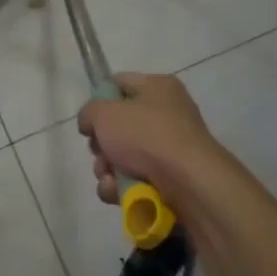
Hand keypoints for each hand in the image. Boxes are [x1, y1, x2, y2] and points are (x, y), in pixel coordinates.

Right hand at [76, 73, 218, 206]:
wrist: (188, 181)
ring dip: (107, 169)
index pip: (118, 84)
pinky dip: (121, 187)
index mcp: (158, 87)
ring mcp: (169, 147)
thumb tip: (91, 123)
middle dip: (101, 144)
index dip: (98, 101)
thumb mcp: (105, 113)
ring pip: (122, 156)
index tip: (88, 121)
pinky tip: (117, 191)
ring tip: (109, 177)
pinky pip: (134, 179)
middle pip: (118, 126)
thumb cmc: (146, 135)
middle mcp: (167, 114)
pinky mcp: (170, 177)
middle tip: (99, 152)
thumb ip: (89, 111)